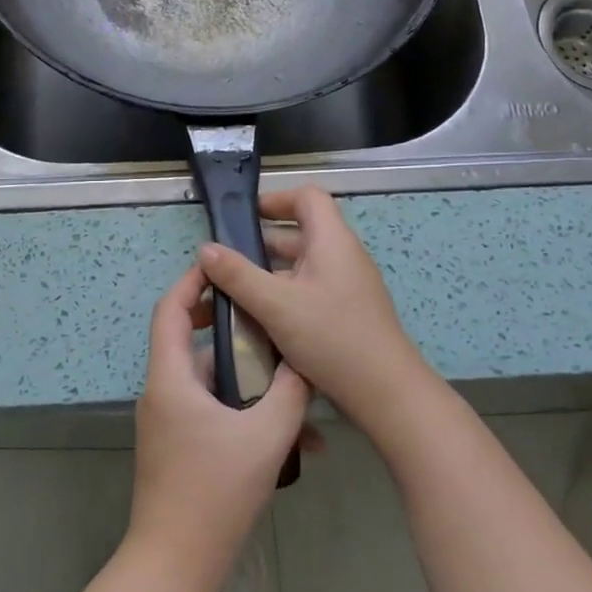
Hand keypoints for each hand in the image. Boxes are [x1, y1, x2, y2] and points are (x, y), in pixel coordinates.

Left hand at [128, 263, 310, 591]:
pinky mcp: (178, 446)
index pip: (169, 309)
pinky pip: (210, 410)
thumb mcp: (264, 438)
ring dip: (245, 376)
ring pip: (206, 379)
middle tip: (264, 315)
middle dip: (226, 325)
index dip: (192, 282)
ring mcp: (168, 421)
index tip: (223, 267)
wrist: (175, 564)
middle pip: (187, 340)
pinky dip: (240, 410)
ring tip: (290, 379)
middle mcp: (162, 392)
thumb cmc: (214, 493)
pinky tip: (287, 434)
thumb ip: (289, 394)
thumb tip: (304, 363)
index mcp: (170, 378)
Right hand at [198, 187, 432, 439]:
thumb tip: (206, 248)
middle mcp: (343, 256)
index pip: (307, 197)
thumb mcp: (276, 305)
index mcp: (332, 241)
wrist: (386, 393)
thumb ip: (238, 275)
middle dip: (262, 242)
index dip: (276, 199)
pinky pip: (310, 289)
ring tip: (235, 291)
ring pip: (303, 265)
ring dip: (270, 272)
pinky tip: (262, 318)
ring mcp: (348, 285)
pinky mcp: (347, 312)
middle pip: (301, 232)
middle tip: (228, 259)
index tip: (244, 217)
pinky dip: (284, 294)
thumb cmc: (332, 338)